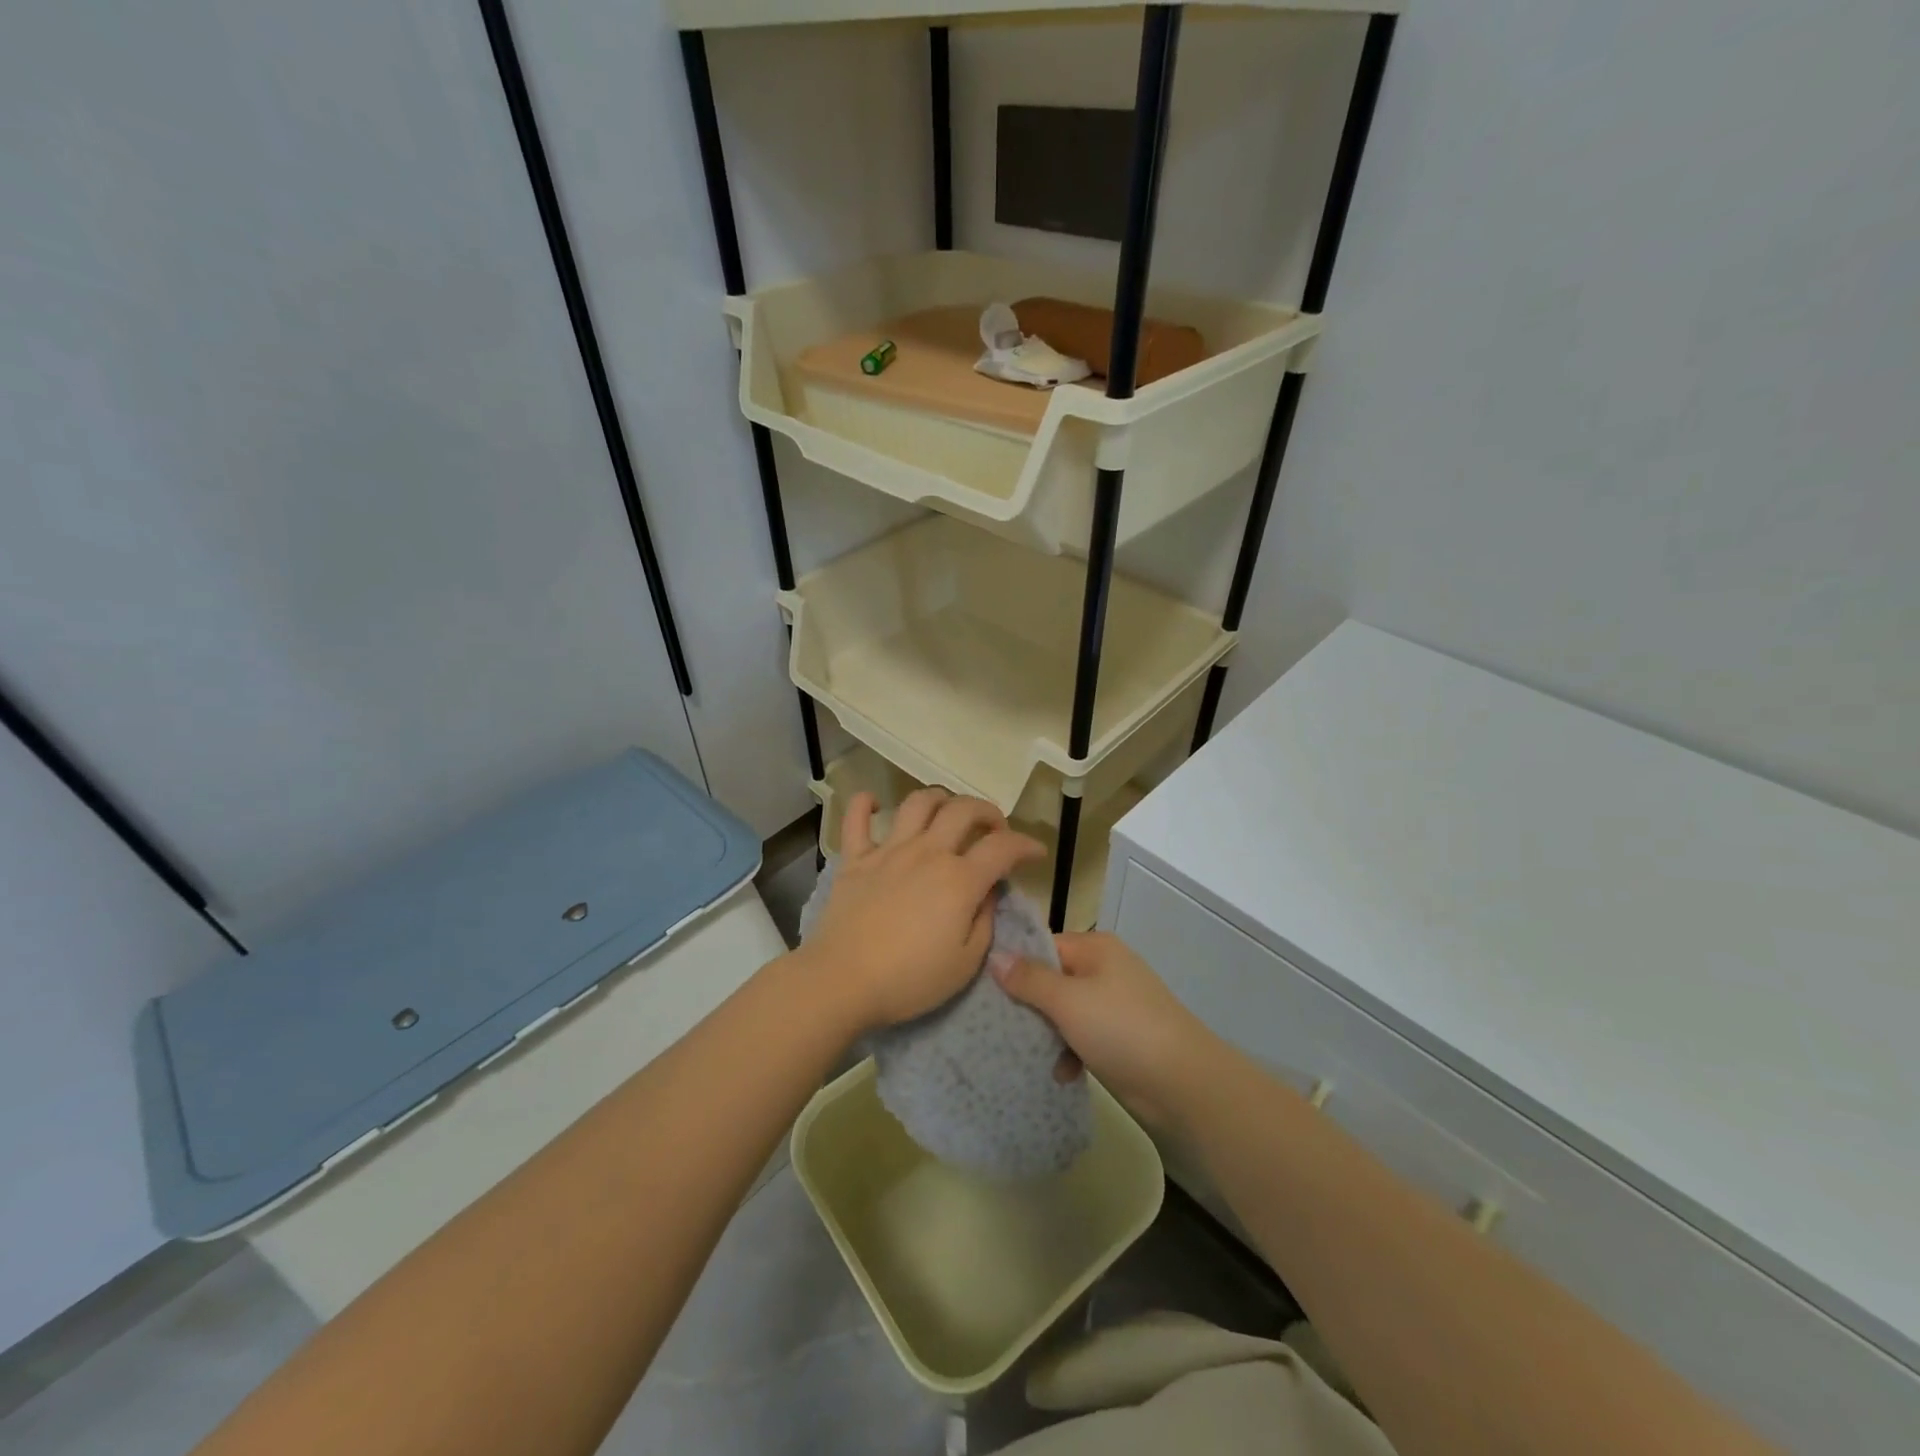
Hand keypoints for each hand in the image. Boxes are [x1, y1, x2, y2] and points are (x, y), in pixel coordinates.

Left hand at [802, 788, 1043, 1035]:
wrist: (842, 981)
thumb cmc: (909, 980)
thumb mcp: (965, 963)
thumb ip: (983, 921)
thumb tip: (987, 893)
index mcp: (959, 879)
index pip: (1003, 847)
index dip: (1026, 845)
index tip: (1036, 852)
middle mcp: (928, 852)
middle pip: (963, 810)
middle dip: (987, 811)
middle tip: (994, 829)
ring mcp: (889, 851)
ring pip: (918, 803)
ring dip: (940, 799)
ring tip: (947, 813)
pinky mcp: (854, 859)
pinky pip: (856, 819)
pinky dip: (864, 805)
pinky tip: (872, 803)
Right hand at [992, 931, 1221, 1129]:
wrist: (1183, 1083)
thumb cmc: (1121, 1029)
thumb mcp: (1067, 1001)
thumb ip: (1029, 979)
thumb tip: (995, 955)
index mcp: (1095, 948)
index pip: (1043, 945)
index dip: (1014, 964)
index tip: (982, 985)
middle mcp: (1105, 969)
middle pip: (1052, 979)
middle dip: (1028, 1003)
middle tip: (996, 1024)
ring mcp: (1115, 1004)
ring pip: (1065, 1011)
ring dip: (1047, 1032)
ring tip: (1024, 1052)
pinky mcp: (1121, 1037)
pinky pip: (1083, 1036)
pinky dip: (1070, 1051)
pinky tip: (1060, 1073)